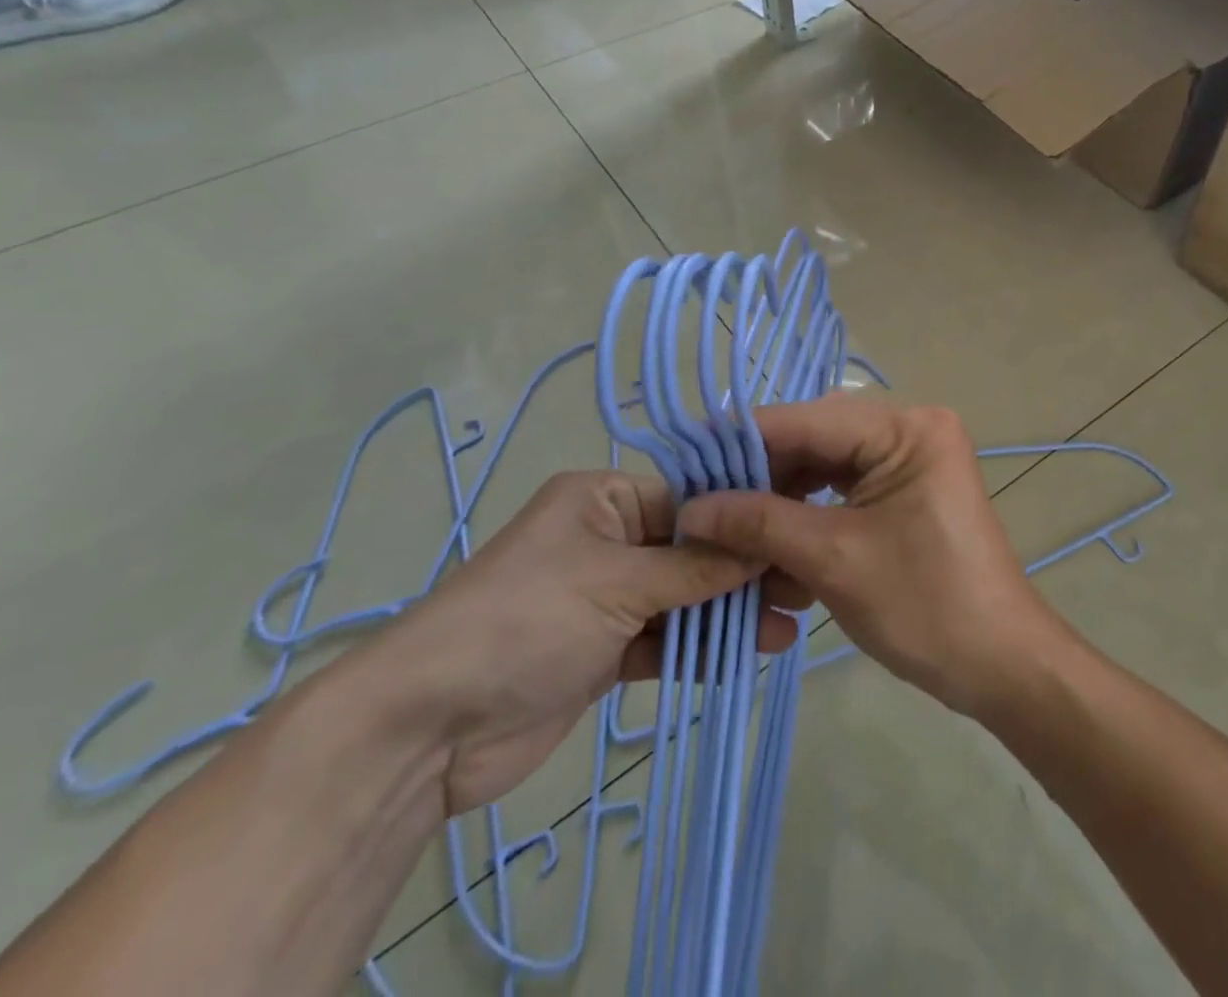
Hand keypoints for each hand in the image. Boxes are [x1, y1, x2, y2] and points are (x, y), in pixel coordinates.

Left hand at [365, 471, 797, 814]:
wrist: (427, 728)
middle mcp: (607, 539)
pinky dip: (698, 648)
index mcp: (604, 500)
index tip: (796, 535)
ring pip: (683, 598)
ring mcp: (605, 598)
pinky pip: (663, 640)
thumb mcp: (618, 583)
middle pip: (692, 550)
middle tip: (801, 590)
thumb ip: (697, 567)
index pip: (691, 499)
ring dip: (728, 614)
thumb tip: (764, 543)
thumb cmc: (526, 620)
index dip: (743, 519)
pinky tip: (742, 657)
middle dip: (743, 571)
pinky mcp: (603, 651)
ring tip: (784, 630)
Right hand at [680, 397, 1059, 716]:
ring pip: (825, 469)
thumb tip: (692, 507)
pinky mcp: (906, 493)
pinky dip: (809, 518)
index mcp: (907, 428)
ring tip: (734, 533)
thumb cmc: (926, 606)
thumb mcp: (834, 560)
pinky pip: (844, 492)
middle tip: (703, 506)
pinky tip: (775, 549)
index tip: (685, 461)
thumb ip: (761, 523)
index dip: (743, 440)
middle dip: (761, 476)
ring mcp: (911, 461)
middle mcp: (910, 430)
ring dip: (781, 502)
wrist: (1002, 665)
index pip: (808, 420)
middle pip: (816, 441)